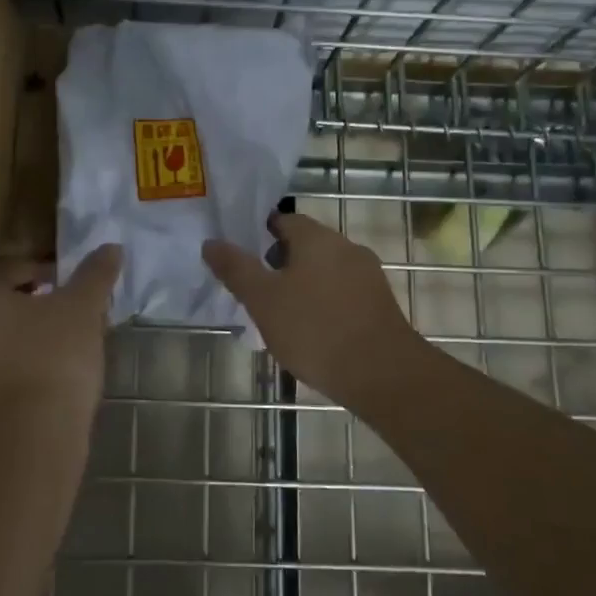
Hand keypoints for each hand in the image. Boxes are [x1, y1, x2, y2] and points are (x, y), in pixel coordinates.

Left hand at [0, 245, 122, 423]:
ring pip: (3, 337)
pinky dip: (25, 364)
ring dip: (31, 335)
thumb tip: (111, 247)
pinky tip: (55, 373)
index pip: (12, 269)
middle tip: (73, 311)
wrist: (33, 434)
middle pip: (4, 303)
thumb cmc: (54, 354)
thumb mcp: (83, 306)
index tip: (73, 286)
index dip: (46, 272)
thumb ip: (95, 273)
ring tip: (69, 342)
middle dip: (38, 303)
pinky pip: (2, 368)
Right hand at [203, 213, 414, 407]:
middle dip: (281, 262)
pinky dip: (326, 303)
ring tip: (283, 315)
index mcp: (317, 238)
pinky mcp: (381, 304)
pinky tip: (315, 332)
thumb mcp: (263, 300)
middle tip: (259, 290)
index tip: (245, 258)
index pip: (284, 220)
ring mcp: (368, 275)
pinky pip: (344, 293)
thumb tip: (211, 242)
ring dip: (304, 284)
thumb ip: (236, 269)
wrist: (384, 374)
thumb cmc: (315, 329)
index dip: (261, 235)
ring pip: (326, 270)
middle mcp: (346, 247)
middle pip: (307, 244)